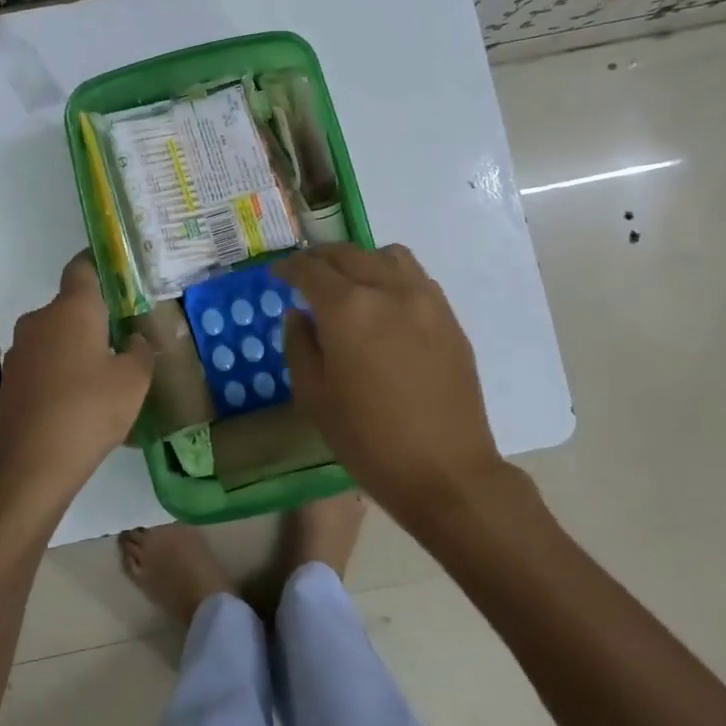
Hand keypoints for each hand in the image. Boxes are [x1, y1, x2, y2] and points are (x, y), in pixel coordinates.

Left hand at [0, 252, 154, 519]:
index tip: (120, 275)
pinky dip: (60, 371)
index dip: (100, 264)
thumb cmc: (89, 411)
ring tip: (104, 375)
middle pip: (70, 305)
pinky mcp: (9, 380)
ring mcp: (19, 350)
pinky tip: (78, 401)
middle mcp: (40, 319)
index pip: (82, 266)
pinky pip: (43, 363)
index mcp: (72, 309)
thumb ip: (140, 351)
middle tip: (124, 337)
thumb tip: (133, 339)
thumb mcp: (134, 381)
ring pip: (56, 336)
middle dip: (95, 317)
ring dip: (77, 347)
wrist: (29, 467)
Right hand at [276, 243, 506, 525]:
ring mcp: (424, 299)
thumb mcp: (314, 397)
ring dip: (360, 260)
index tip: (277, 273)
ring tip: (349, 282)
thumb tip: (299, 314)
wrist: (445, 471)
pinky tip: (384, 303)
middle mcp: (387, 290)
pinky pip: (414, 277)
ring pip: (386, 256)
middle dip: (320, 259)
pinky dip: (391, 275)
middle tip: (305, 274)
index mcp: (347, 309)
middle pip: (347, 254)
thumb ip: (300, 345)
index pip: (310, 270)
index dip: (288, 268)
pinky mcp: (448, 316)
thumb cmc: (368, 439)